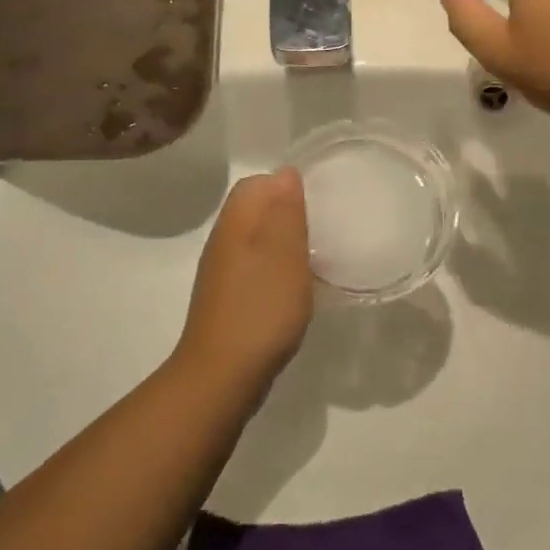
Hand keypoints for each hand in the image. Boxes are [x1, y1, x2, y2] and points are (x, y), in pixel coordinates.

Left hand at [176, 169, 313, 389]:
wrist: (223, 375)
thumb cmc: (260, 307)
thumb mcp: (284, 253)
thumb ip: (285, 211)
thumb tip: (285, 173)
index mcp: (235, 223)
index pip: (256, 184)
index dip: (285, 185)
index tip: (319, 198)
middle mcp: (224, 241)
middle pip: (256, 211)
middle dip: (289, 212)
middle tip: (325, 225)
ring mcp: (224, 273)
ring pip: (258, 241)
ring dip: (286, 243)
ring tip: (319, 254)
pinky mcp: (231, 300)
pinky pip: (258, 269)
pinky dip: (279, 270)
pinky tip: (300, 287)